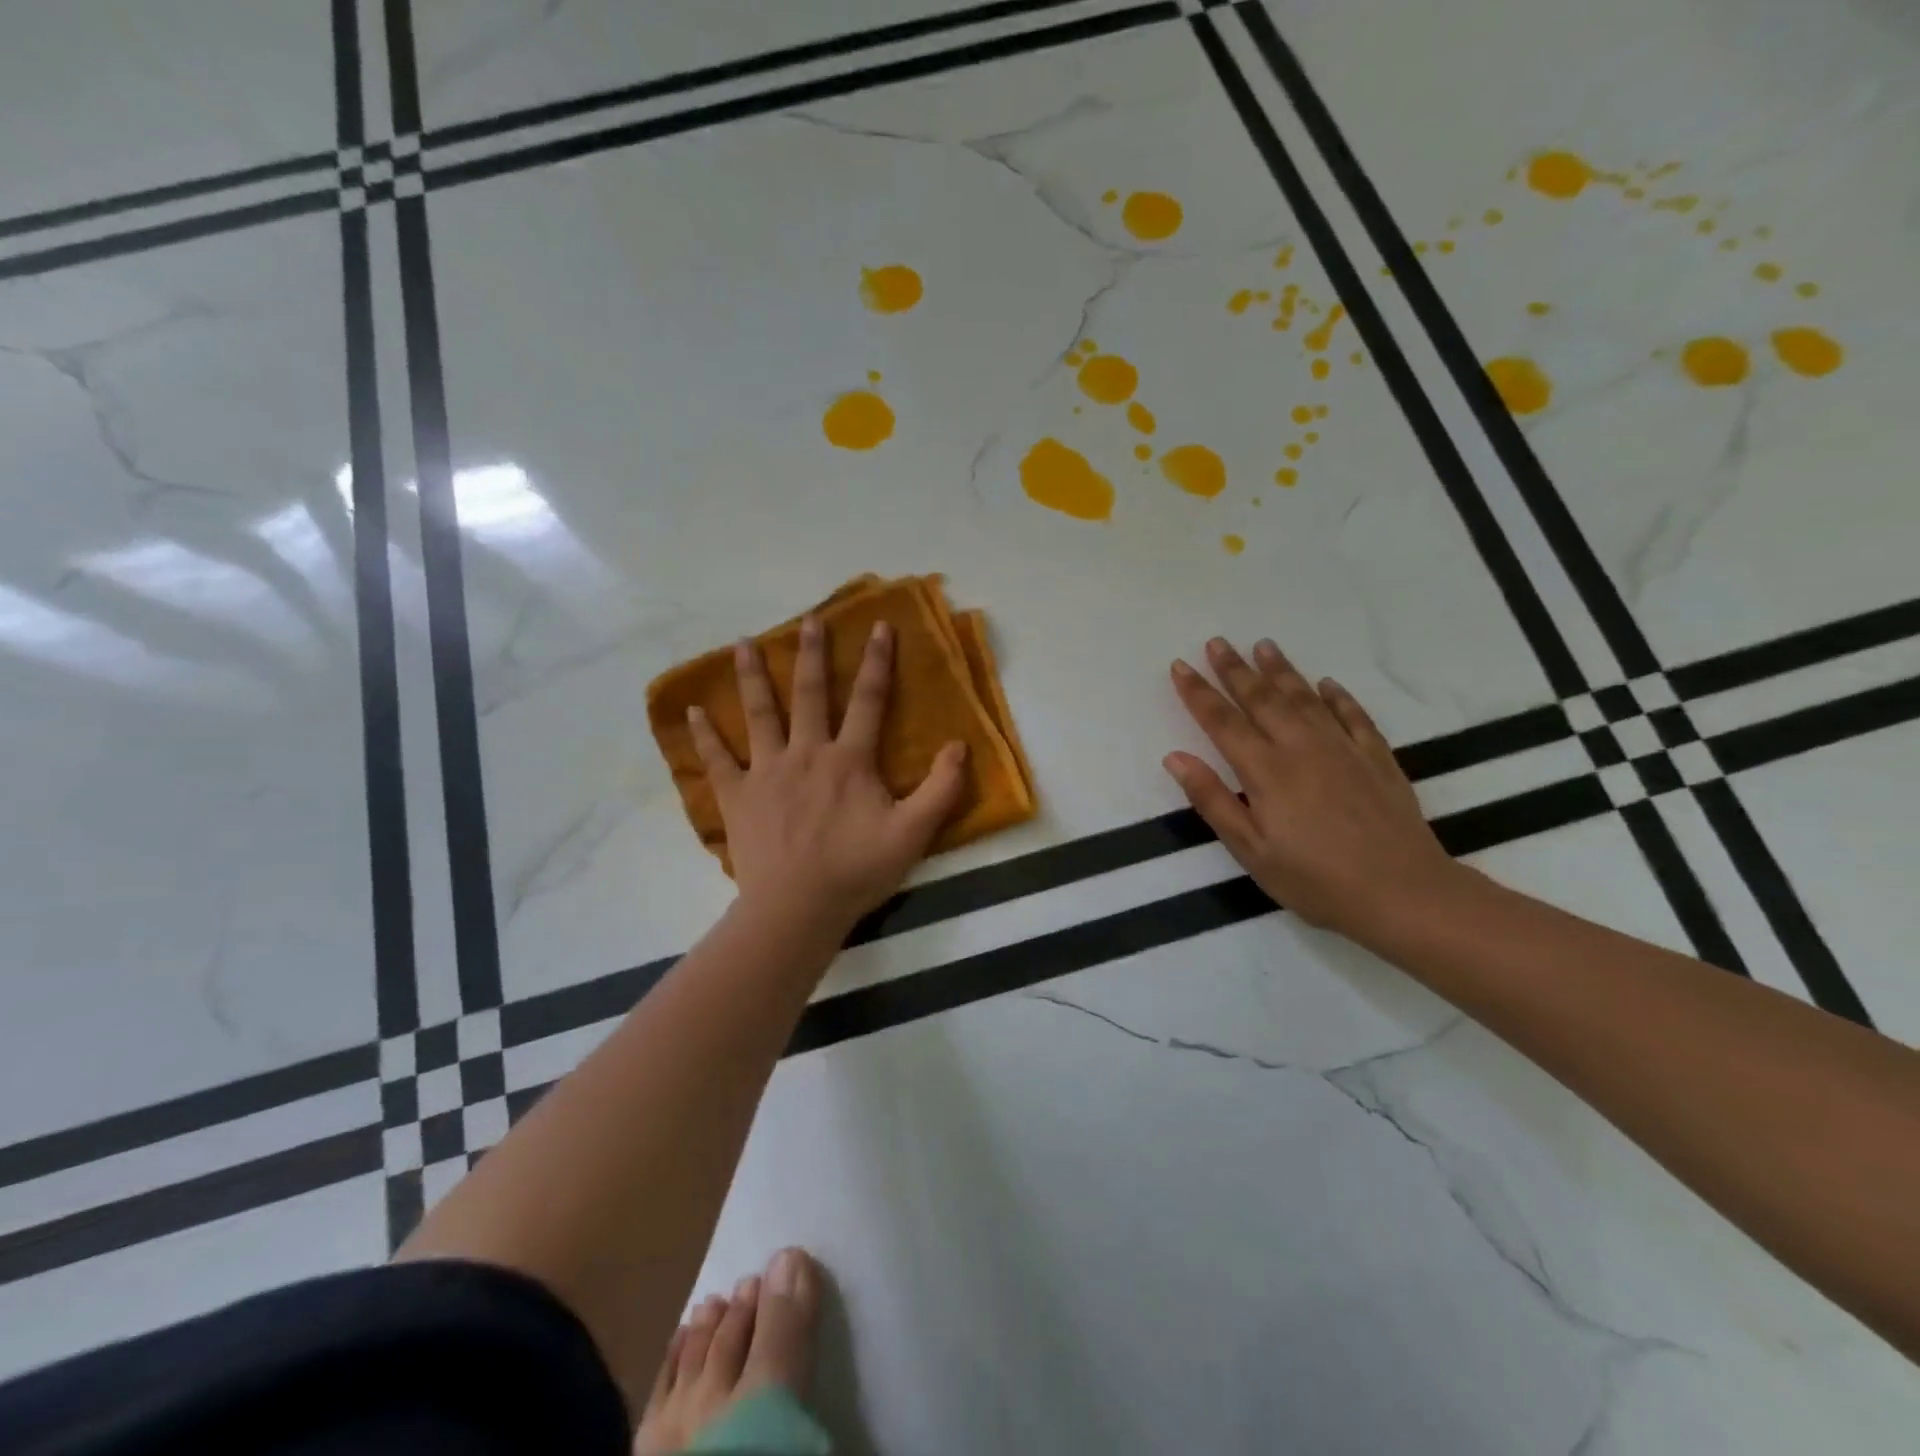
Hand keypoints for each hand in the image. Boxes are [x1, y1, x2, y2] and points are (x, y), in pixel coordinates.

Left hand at [686, 616, 966, 939]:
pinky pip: (717, 760)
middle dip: (812, 655)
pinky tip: (691, 712)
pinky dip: (704, 736)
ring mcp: (766, 772)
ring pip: (759, 714)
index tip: (880, 626)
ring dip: (752, 677)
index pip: (869, 700)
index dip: (877, 662)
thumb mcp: (913, 834)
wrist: (796, 908)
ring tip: (742, 643)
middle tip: (808, 620)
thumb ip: (940, 789)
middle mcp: (806, 753)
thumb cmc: (856, 871)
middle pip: (810, 695)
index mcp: (849, 760)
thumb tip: (959, 745)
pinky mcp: (737, 795)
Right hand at [1164, 637, 1459, 941]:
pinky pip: (1354, 716)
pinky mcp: (1377, 759)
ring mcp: (1343, 749)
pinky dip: (1338, 696)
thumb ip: (1212, 800)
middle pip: (1262, 699)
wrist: (1404, 894)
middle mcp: (1302, 748)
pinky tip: (1327, 684)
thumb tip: (1176, 758)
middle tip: (1217, 642)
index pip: (1223, 722)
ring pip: (1305, 698)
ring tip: (1263, 645)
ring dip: (1281, 670)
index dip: (1198, 693)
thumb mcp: (1251, 850)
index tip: (1180, 666)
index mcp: (1266, 771)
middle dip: (1235, 670)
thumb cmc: (1315, 880)